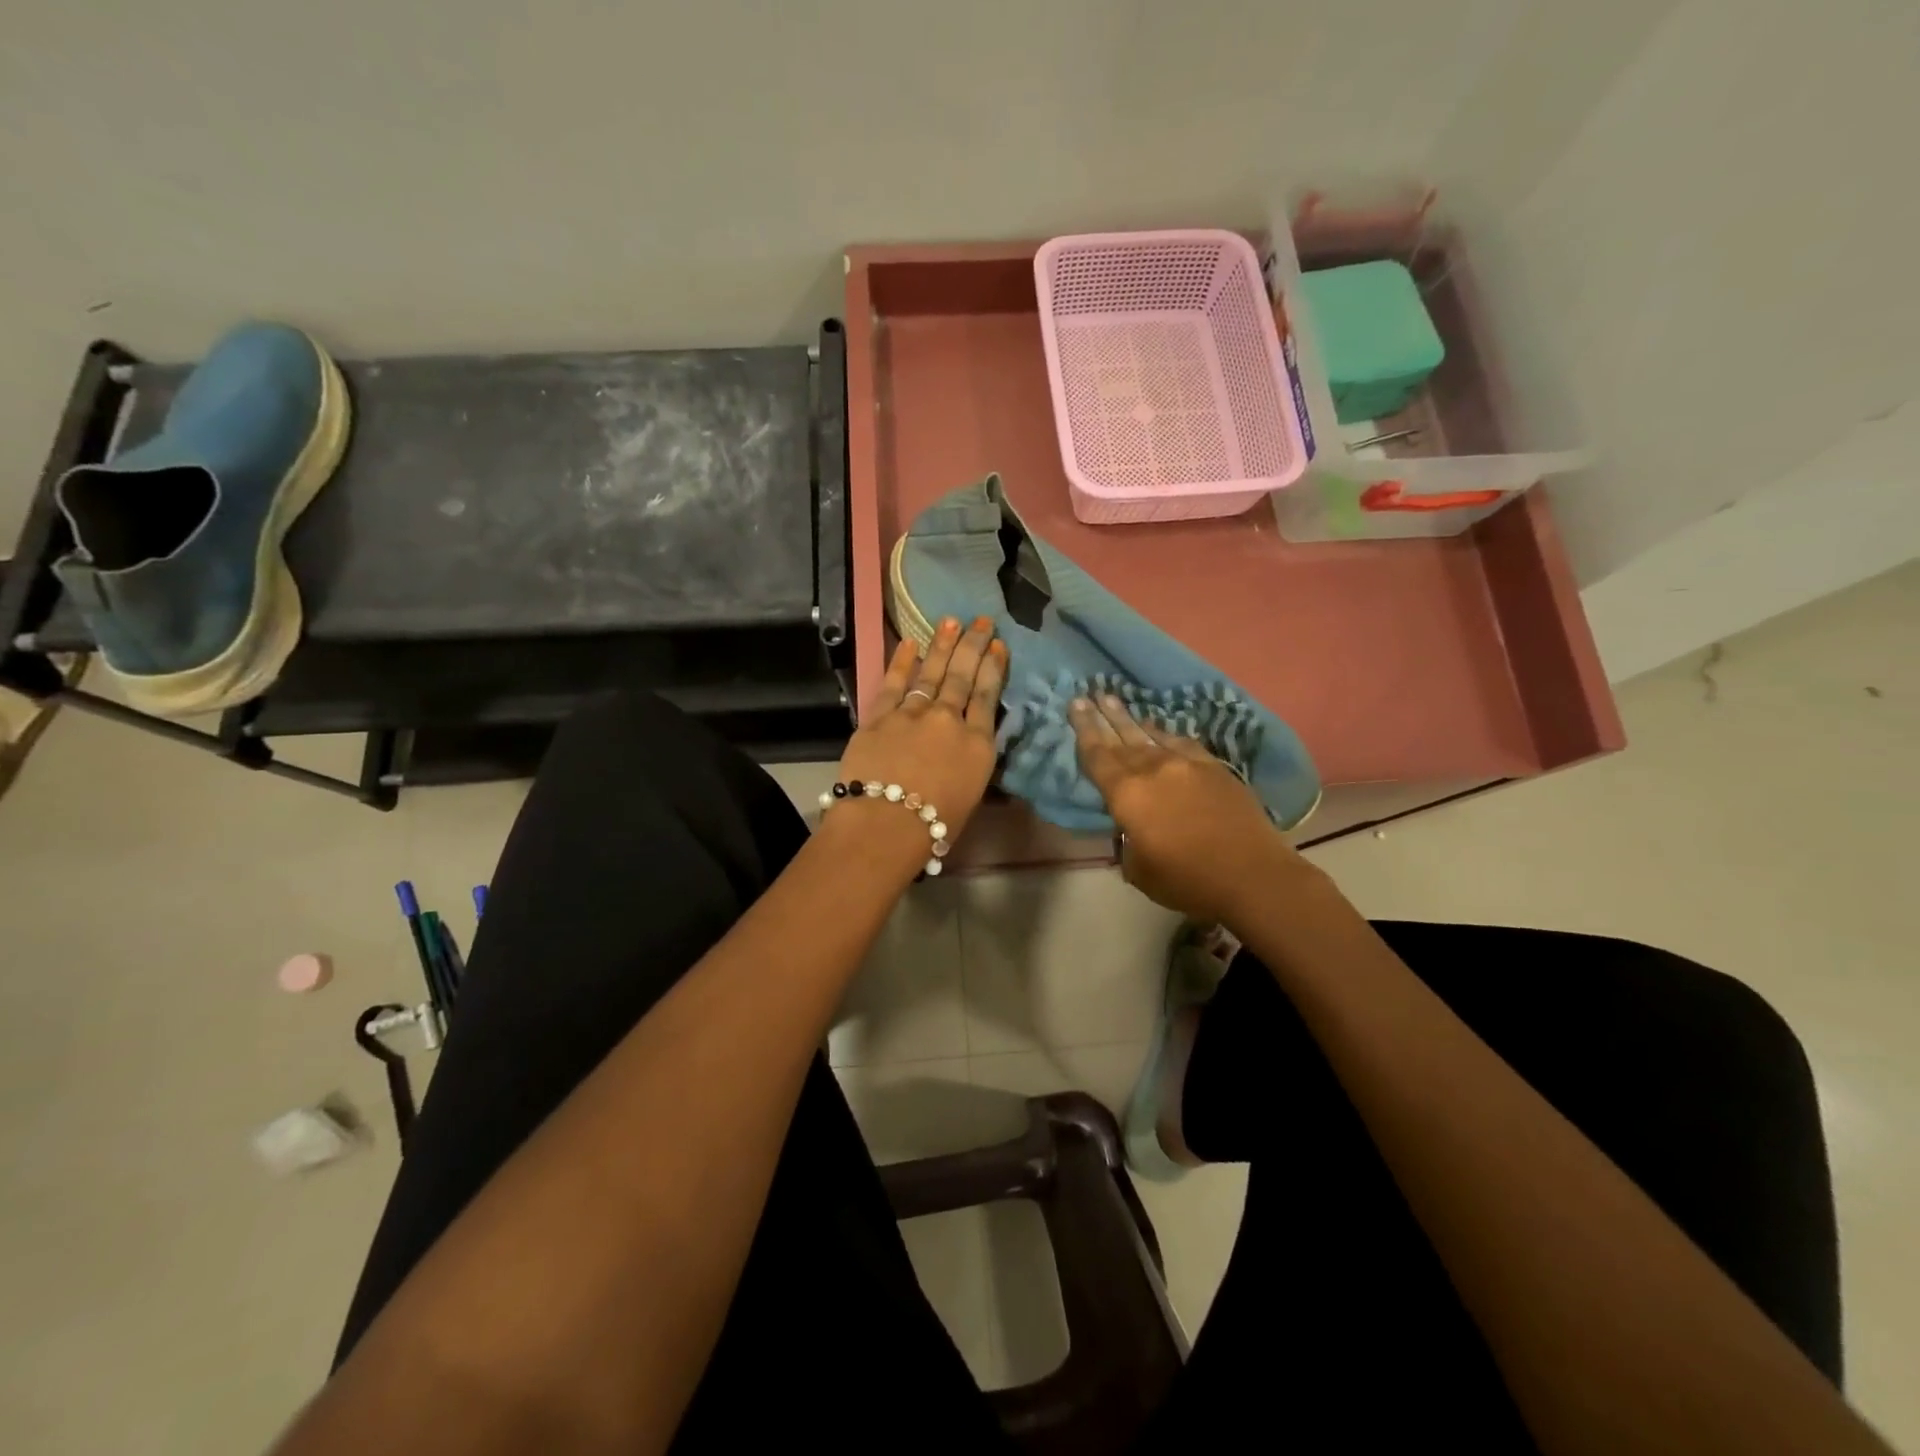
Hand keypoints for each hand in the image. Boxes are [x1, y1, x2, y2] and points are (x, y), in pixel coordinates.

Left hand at [825, 616, 1006, 876]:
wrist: (886, 824)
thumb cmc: (935, 825)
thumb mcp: (971, 793)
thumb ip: (972, 760)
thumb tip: (969, 742)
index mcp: (977, 744)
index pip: (989, 696)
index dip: (994, 667)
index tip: (998, 645)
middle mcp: (949, 720)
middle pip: (963, 676)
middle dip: (973, 646)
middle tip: (982, 620)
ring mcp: (913, 714)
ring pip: (931, 673)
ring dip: (942, 645)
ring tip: (951, 621)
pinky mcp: (880, 716)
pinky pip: (893, 683)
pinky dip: (901, 662)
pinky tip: (910, 642)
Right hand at [1071, 693, 1306, 925]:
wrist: (1252, 875)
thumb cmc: (1188, 880)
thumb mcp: (1138, 870)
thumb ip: (1127, 841)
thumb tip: (1131, 827)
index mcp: (1127, 795)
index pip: (1097, 756)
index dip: (1084, 730)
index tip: (1075, 705)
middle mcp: (1153, 770)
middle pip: (1121, 738)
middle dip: (1103, 716)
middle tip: (1089, 694)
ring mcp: (1186, 764)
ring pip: (1151, 736)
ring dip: (1131, 720)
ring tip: (1116, 702)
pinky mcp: (1214, 768)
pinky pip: (1182, 744)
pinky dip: (1166, 736)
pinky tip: (1161, 732)